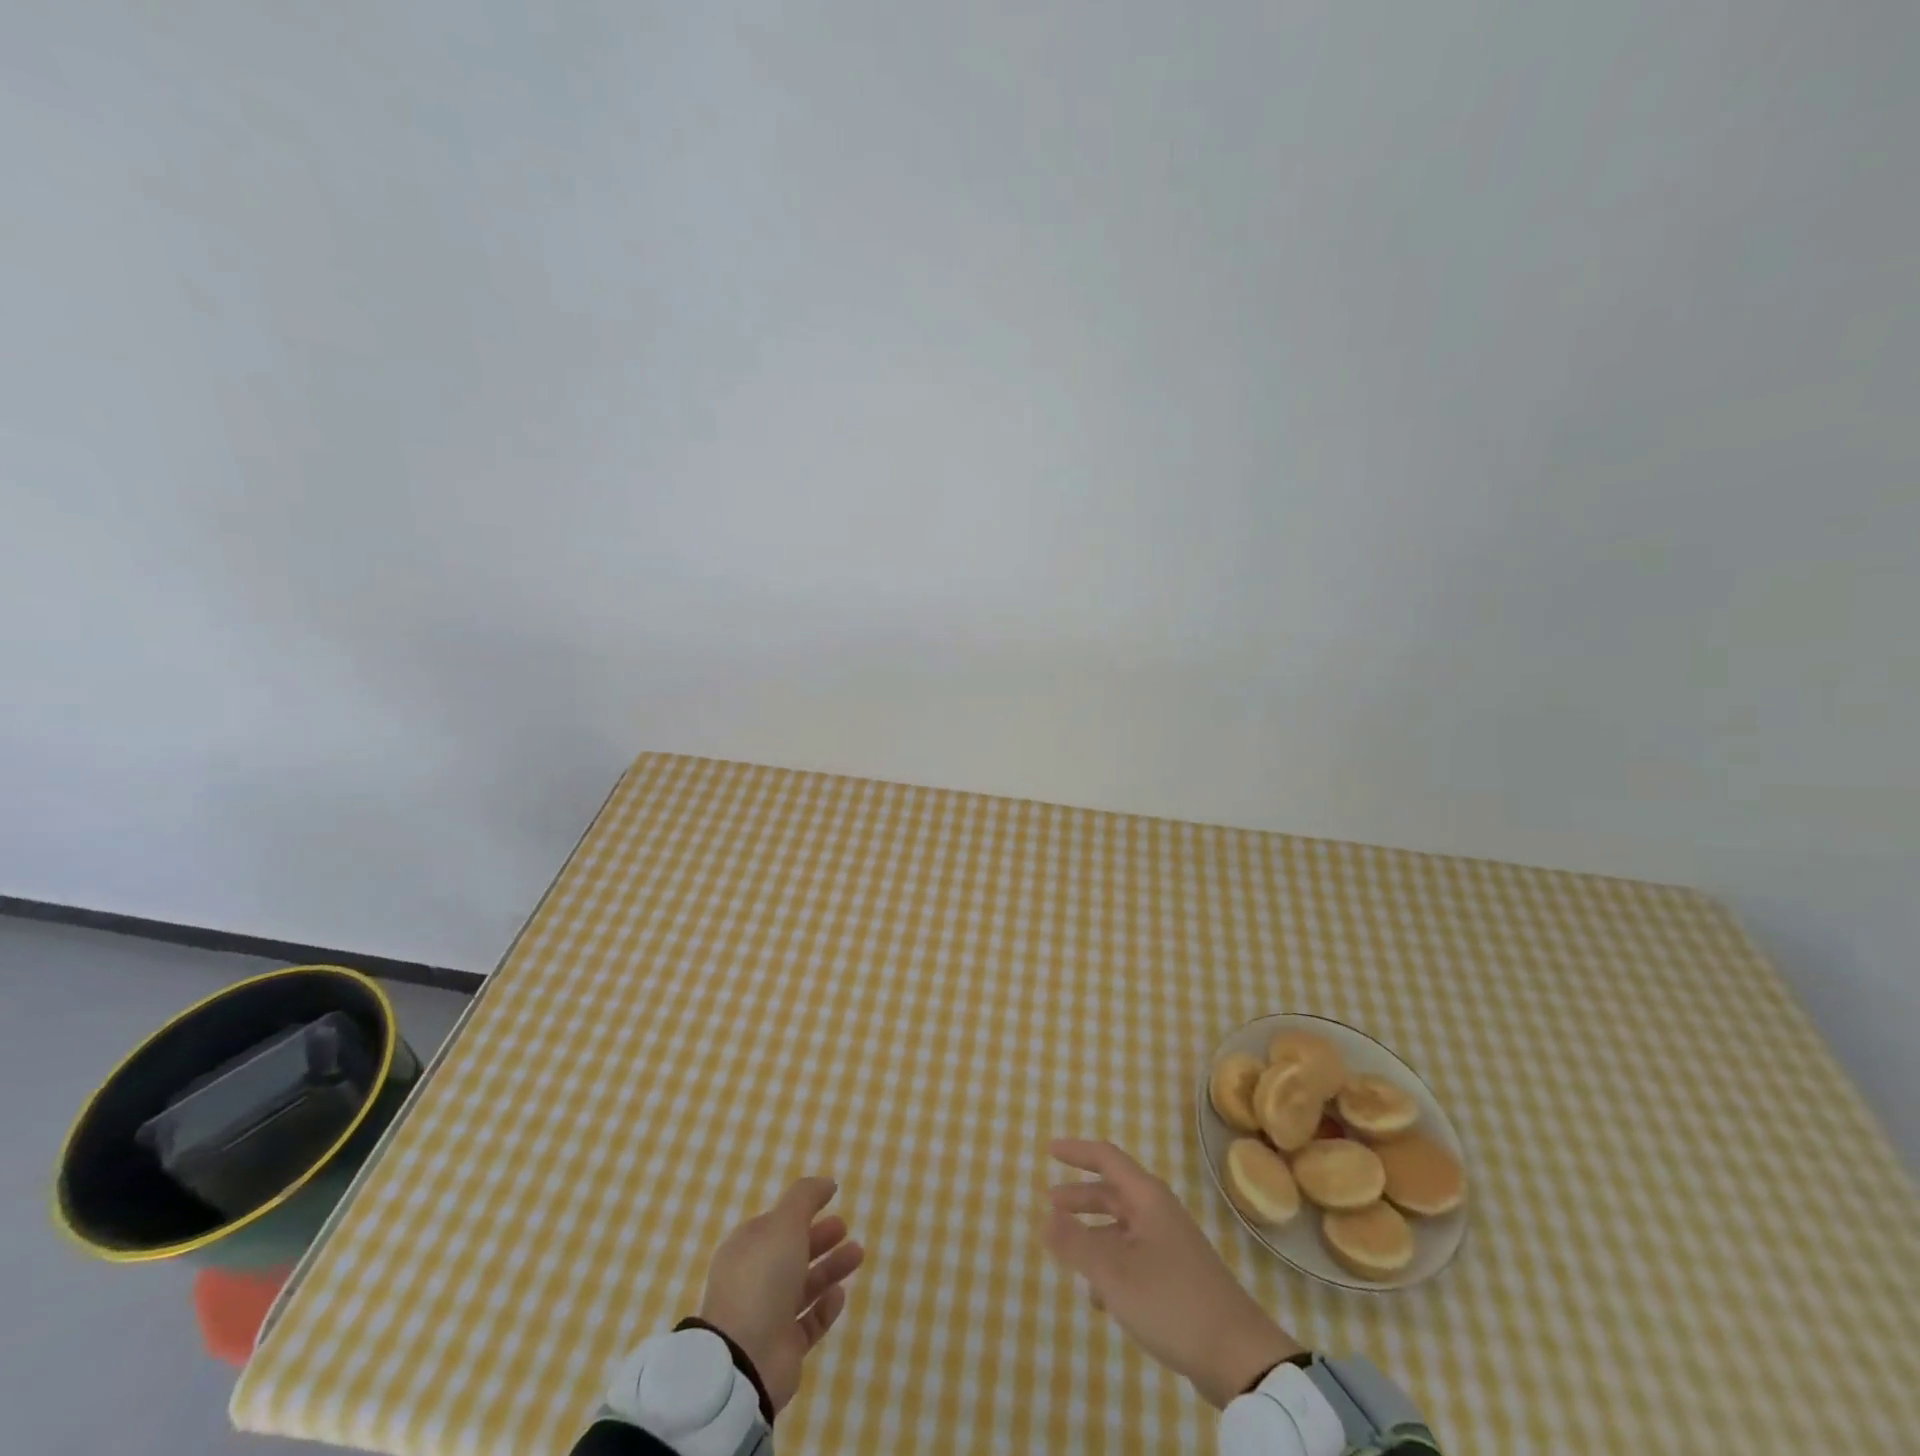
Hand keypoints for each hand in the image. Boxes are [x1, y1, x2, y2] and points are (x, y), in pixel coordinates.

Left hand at [697, 1177, 864, 1415]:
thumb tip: (827, 1182)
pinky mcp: (783, 1348)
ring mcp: (767, 1316)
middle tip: (844, 1227)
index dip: (801, 1211)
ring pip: (804, 1285)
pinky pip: (808, 1322)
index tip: (829, 1200)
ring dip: (830, 1268)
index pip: (775, 1224)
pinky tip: (840, 1294)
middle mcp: (754, 1280)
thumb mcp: (784, 1223)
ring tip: (858, 1253)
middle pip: (791, 1253)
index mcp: (746, 1248)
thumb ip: (806, 1197)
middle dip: (819, 1238)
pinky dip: (825, 1307)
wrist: (745, 1359)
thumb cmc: (761, 1279)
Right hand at [1040, 1139, 1304, 1408]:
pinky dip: (1111, 1264)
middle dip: (1080, 1196)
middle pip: (1113, 1192)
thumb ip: (1075, 1243)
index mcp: (1147, 1198)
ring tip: (1068, 1254)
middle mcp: (1159, 1212)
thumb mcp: (1113, 1272)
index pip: (1106, 1158)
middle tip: (1050, 1203)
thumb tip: (1044, 1219)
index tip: (1049, 1150)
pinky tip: (1099, 1296)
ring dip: (1094, 1234)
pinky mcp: (1177, 1275)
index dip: (1076, 1152)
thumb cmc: (1170, 1300)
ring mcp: (1171, 1244)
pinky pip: (1134, 1255)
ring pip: (1122, 1227)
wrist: (1237, 1354)